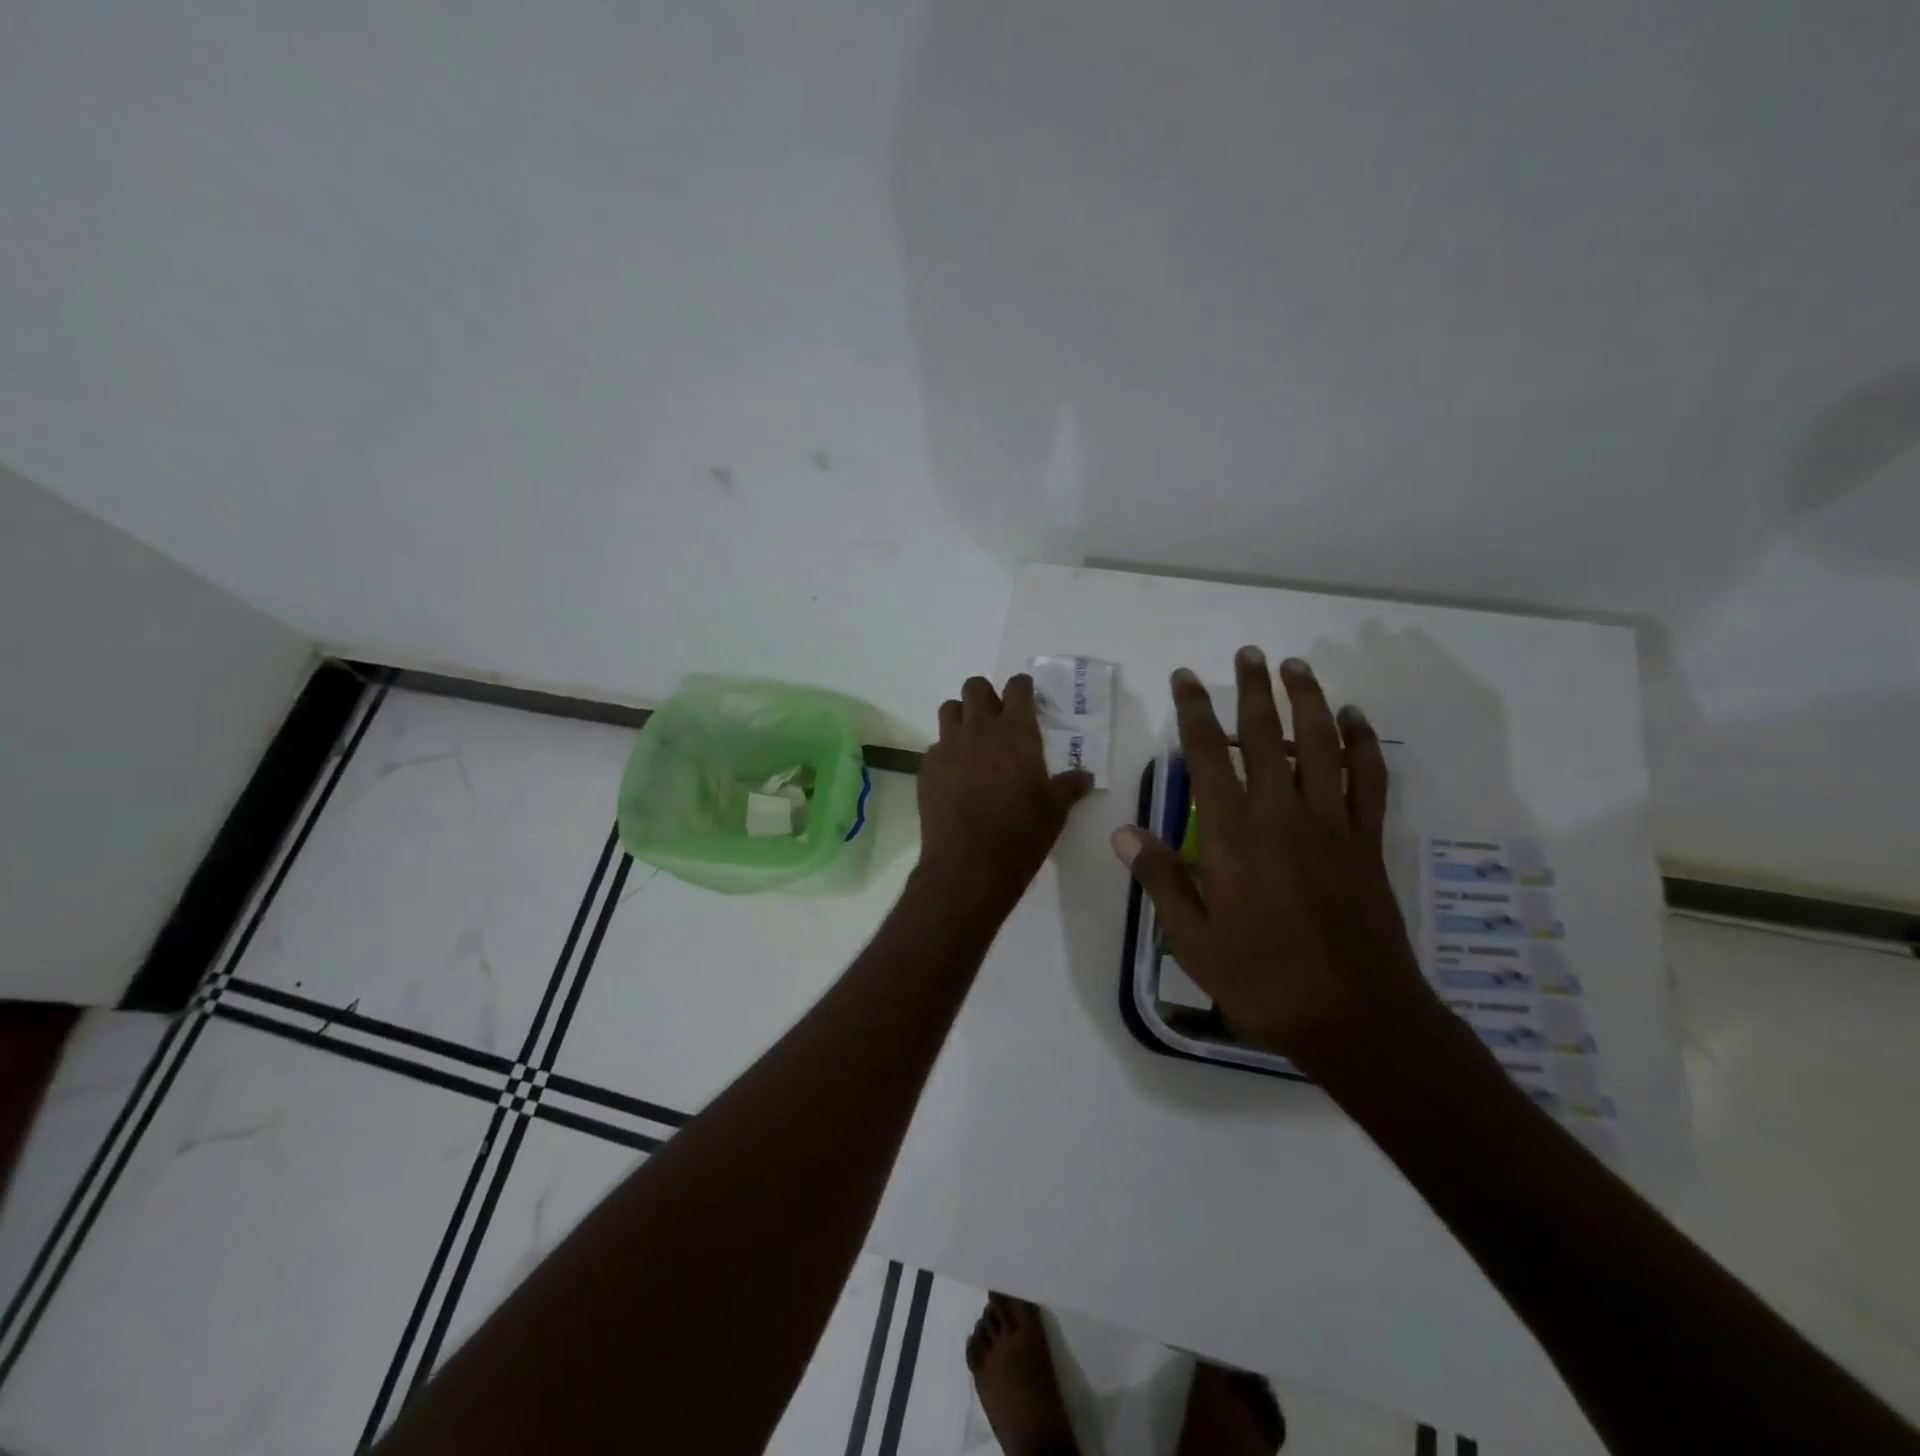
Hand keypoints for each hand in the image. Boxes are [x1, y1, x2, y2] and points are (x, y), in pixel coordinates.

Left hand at [918, 674, 1094, 914]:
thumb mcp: (1055, 810)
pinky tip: (955, 777)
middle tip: (996, 717)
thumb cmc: (1022, 832)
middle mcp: (979, 729)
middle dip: (986, 696)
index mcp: (1016, 731)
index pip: (1017, 688)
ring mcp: (948, 746)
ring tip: (972, 741)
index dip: (1022, 687)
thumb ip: (1069, 787)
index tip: (1026, 695)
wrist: (970, 863)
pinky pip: (936, 747)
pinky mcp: (926, 768)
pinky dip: (946, 754)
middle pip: (974, 687)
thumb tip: (1084, 777)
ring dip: (961, 717)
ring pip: (949, 710)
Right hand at [1112, 649, 1442, 1073]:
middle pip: (1265, 736)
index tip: (1185, 679)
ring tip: (1296, 667)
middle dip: (1253, 690)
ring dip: (1308, 700)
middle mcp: (1280, 815)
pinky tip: (1355, 719)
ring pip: (1321, 745)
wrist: (1355, 1018)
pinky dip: (1362, 744)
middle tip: (1248, 653)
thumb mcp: (1192, 939)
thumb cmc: (1262, 979)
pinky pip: (1367, 779)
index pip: (1206, 757)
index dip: (1193, 712)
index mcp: (1231, 836)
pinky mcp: (1366, 841)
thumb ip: (1160, 878)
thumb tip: (1125, 831)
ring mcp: (1330, 824)